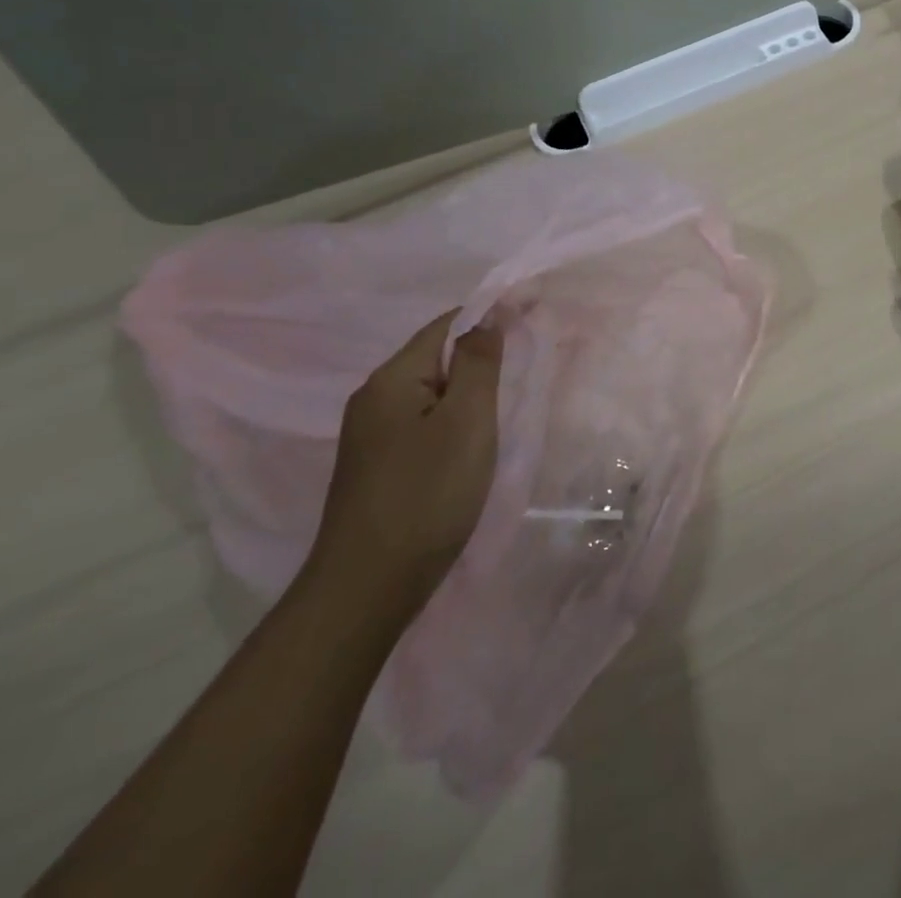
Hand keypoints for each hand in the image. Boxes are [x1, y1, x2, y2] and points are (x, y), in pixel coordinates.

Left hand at [309, 309, 503, 623]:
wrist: (366, 590)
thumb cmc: (425, 496)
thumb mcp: (466, 422)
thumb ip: (479, 364)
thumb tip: (489, 316)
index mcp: (391, 380)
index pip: (447, 325)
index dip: (491, 313)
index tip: (533, 311)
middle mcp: (373, 399)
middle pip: (436, 356)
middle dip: (482, 352)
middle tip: (529, 358)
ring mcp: (371, 436)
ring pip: (431, 392)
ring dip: (470, 387)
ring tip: (509, 397)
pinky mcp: (378, 467)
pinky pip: (424, 422)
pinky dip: (454, 417)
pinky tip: (474, 438)